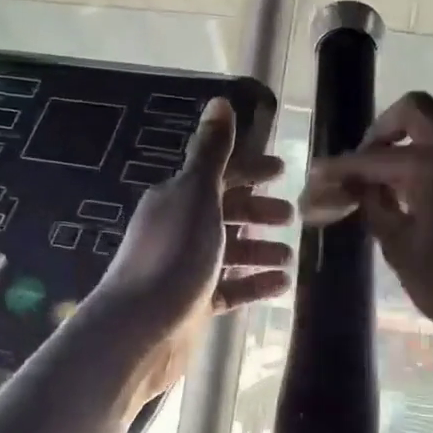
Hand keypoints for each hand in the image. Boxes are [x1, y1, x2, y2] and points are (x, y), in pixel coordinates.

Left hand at [90, 98, 292, 402]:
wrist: (140, 330)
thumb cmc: (174, 256)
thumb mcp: (197, 196)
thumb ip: (211, 153)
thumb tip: (219, 102)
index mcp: (177, 198)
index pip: (218, 174)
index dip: (250, 170)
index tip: (284, 171)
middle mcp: (178, 228)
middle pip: (225, 212)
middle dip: (258, 212)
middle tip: (293, 216)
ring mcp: (184, 268)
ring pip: (229, 252)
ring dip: (260, 250)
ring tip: (290, 255)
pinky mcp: (192, 304)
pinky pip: (229, 288)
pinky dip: (254, 284)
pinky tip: (282, 285)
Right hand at [299, 91, 432, 353]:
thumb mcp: (404, 253)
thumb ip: (375, 211)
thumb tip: (354, 190)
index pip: (373, 157)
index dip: (340, 169)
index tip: (317, 177)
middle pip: (414, 112)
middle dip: (381, 132)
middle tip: (363, 167)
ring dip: (409, 147)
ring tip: (388, 190)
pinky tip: (423, 201)